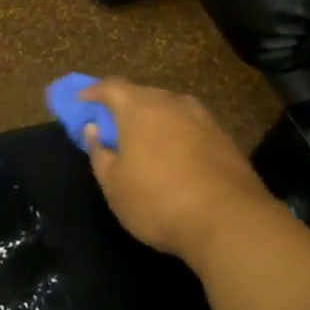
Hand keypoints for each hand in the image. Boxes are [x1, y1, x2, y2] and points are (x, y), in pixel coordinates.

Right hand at [79, 78, 280, 264]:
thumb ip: (99, 152)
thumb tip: (94, 128)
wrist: (229, 222)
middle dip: (123, 105)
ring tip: (143, 140)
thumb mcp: (114, 184)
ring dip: (153, 118)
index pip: (111, 87)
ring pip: (169, 108)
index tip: (80, 103)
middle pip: (142, 94)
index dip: (92, 92)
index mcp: (139, 108)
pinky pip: (190, 125)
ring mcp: (203, 119)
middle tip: (111, 125)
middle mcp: (172, 103)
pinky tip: (174, 154)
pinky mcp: (224, 138)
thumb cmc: (158, 201)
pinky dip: (176, 132)